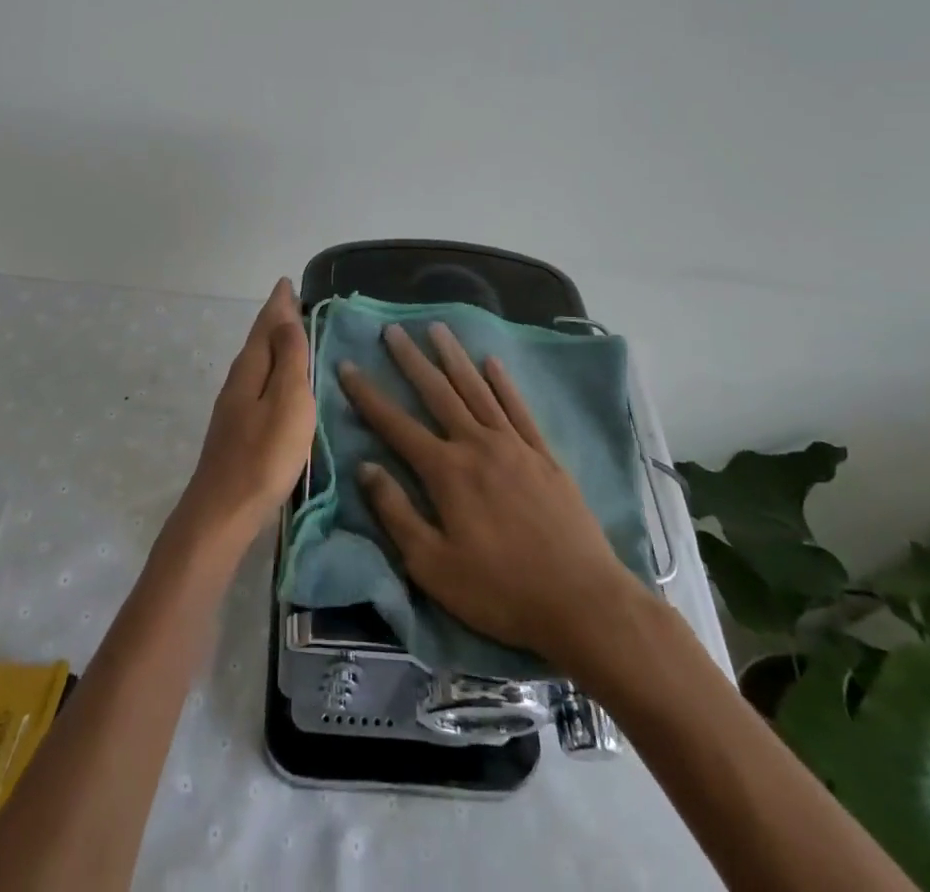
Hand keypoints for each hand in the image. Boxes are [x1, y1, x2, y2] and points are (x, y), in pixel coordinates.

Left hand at [175, 278, 316, 548]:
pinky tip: (279, 381)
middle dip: (276, 318)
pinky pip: (258, 382)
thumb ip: (288, 358)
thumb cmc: (264, 455)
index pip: (267, 324)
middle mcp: (239, 379)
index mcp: (251, 367)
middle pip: (259, 339)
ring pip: (257, 361)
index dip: (280, 303)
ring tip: (292, 332)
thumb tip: (286, 317)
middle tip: (293, 300)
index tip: (289, 282)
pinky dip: (271, 368)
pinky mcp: (238, 428)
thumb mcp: (287, 401)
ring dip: (273, 343)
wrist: (223, 511)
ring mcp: (235, 405)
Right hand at [340, 321, 650, 668]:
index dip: (368, 395)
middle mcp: (477, 445)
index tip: (347, 366)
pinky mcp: (544, 455)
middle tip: (393, 330)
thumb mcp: (432, 565)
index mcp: (446, 471)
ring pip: (477, 389)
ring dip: (454, 357)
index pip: (396, 424)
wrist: (582, 601)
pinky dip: (503, 382)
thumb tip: (365, 468)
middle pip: (438, 392)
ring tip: (437, 328)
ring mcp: (514, 446)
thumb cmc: (500, 590)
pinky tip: (492, 362)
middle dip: (411, 360)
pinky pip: (518, 408)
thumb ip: (396, 513)